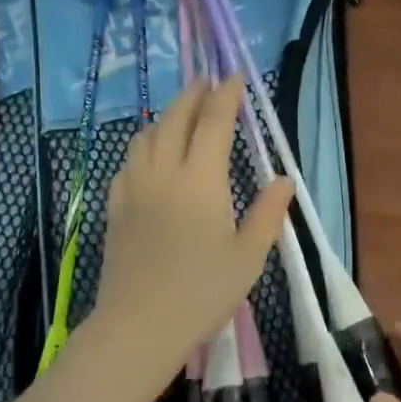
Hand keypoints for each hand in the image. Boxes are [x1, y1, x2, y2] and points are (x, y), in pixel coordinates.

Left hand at [89, 78, 293, 376]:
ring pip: (146, 135)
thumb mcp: (248, 256)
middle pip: (175, 118)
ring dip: (165, 117)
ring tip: (180, 116)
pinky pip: (128, 162)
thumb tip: (284, 180)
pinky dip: (144, 145)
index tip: (235, 76)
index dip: (226, 95)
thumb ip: (267, 213)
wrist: (140, 324)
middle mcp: (164, 172)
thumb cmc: (203, 292)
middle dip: (193, 96)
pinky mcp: (116, 207)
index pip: (214, 121)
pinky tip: (150, 157)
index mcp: (202, 180)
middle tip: (208, 84)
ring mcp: (134, 188)